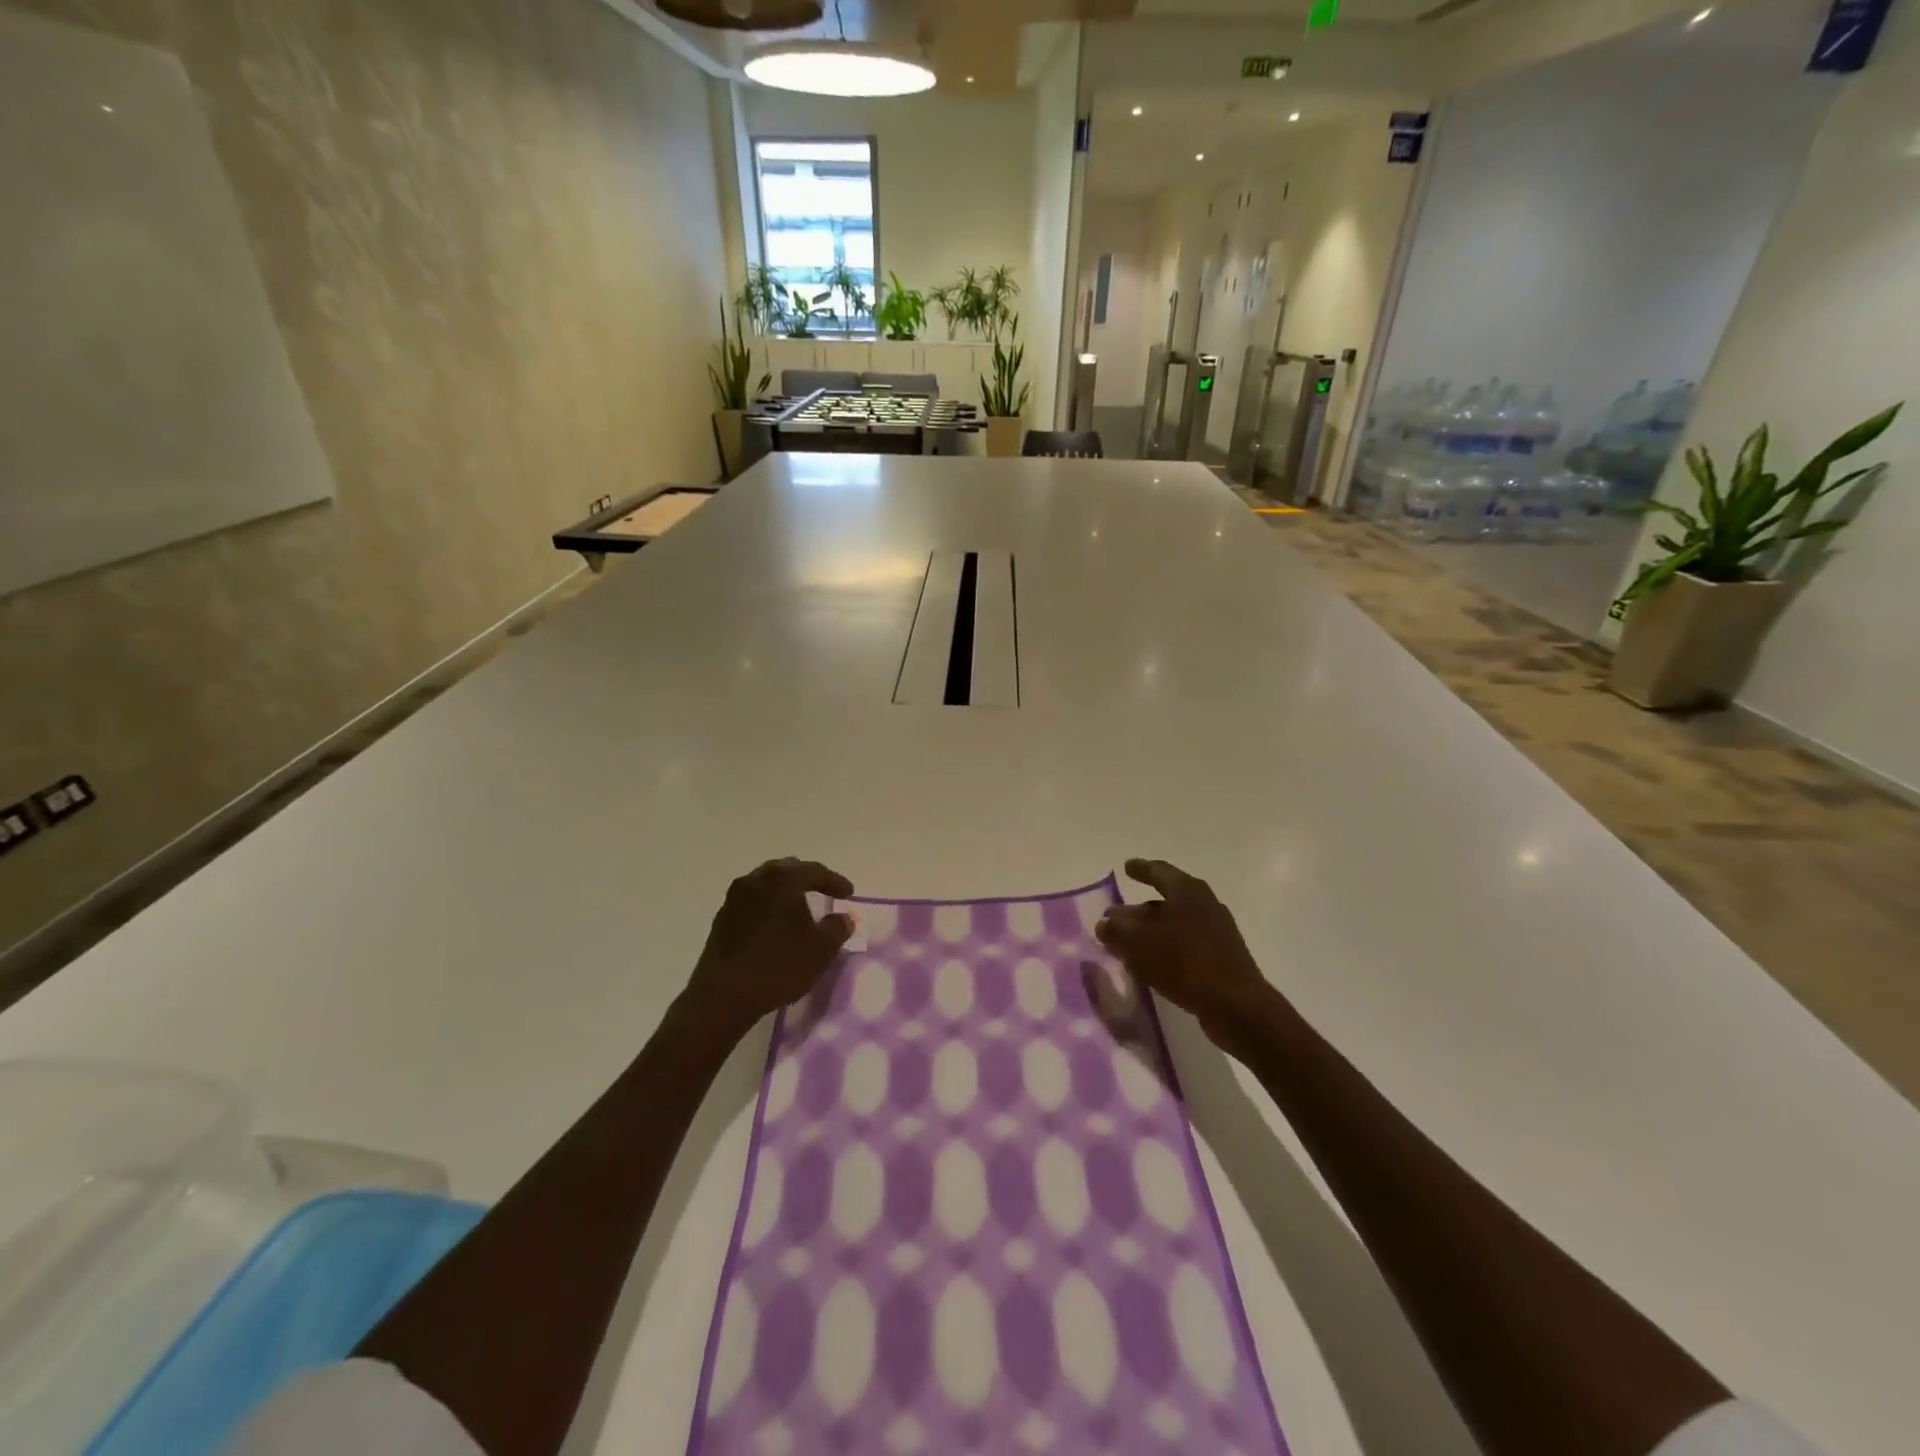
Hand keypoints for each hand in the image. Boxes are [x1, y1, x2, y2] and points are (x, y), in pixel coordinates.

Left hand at [682, 858, 855, 1036]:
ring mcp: (735, 898)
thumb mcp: (821, 949)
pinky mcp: (722, 919)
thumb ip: (838, 928)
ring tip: (798, 906)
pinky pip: (752, 902)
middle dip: (807, 878)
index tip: (848, 894)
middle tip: (823, 890)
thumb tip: (844, 917)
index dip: (835, 881)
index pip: (814, 871)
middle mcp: (756, 880)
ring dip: (784, 891)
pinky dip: (767, 906)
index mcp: (782, 880)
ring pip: (766, 884)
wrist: (724, 995)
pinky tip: (774, 924)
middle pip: (786, 870)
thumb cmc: (779, 965)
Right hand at [1094, 859, 1279, 1044]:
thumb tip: (1105, 922)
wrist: (1236, 1005)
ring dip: (1149, 933)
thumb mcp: (1140, 943)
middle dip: (1137, 910)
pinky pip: (1184, 947)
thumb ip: (1118, 930)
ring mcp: (1216, 933)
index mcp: (1188, 891)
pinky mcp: (1220, 959)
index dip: (1141, 869)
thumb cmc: (1185, 962)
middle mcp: (1205, 905)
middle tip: (1114, 917)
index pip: (1159, 872)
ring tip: (1125, 944)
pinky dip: (1163, 951)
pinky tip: (1147, 966)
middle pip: (1165, 902)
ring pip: (1174, 926)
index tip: (1126, 867)